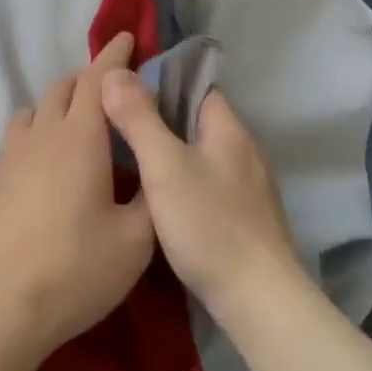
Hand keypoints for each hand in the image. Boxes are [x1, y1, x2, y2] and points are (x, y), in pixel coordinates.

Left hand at [0, 33, 155, 360]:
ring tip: (80, 124)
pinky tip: (50, 161)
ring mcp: (12, 158)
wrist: (0, 308)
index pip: (98, 79)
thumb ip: (150, 197)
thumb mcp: (135, 240)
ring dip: (59, 103)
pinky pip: (19, 136)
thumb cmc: (76, 270)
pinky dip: (39, 129)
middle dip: (89, 79)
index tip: (128, 36)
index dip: (114, 54)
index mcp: (79, 139)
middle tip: (114, 93)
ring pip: (35, 109)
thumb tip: (152, 174)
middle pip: (62, 87)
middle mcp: (42, 136)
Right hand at [100, 69, 306, 321]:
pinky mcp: (245, 219)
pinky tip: (158, 201)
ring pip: (201, 156)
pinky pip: (207, 186)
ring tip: (128, 162)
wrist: (257, 298)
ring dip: (170, 154)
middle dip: (160, 120)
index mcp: (229, 130)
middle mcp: (244, 151)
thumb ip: (139, 119)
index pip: (196, 87)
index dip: (161, 83)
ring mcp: (248, 188)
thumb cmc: (209, 224)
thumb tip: (114, 72)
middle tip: (115, 127)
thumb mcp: (164, 166)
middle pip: (197, 122)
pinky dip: (182, 184)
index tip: (123, 91)